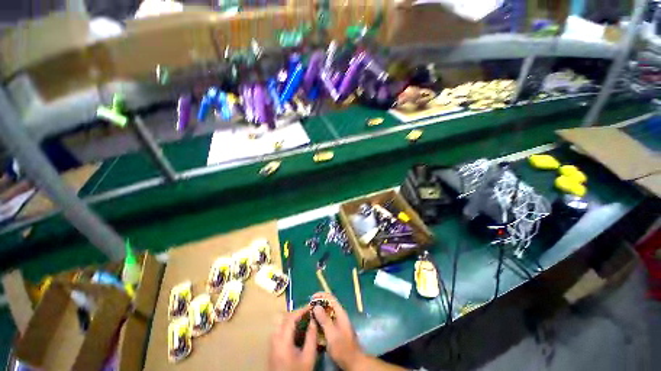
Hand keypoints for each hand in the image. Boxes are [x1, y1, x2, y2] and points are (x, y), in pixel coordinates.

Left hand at [269, 308, 317, 370]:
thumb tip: (313, 320)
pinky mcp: (272, 349)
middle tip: (306, 314)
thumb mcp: (309, 357)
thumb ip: (311, 337)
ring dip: (290, 320)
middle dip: (294, 314)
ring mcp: (271, 344)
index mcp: (283, 341)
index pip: (290, 319)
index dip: (301, 310)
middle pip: (282, 318)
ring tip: (302, 321)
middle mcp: (274, 340)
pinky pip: (278, 331)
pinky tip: (295, 332)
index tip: (311, 307)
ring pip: (279, 324)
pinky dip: (286, 326)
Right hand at [311, 293, 364, 370]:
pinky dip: (322, 321)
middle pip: (329, 305)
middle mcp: (340, 315)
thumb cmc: (342, 347)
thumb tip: (316, 306)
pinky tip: (315, 326)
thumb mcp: (331, 333)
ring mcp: (339, 323)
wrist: (353, 361)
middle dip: (319, 304)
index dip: (321, 295)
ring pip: (328, 313)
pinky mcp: (337, 330)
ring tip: (310, 316)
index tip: (311, 298)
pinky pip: (328, 321)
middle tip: (309, 308)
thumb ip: (324, 319)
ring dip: (319, 313)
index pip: (331, 298)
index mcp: (340, 313)